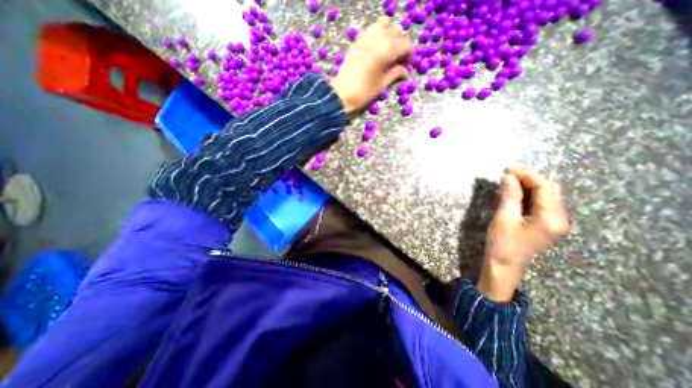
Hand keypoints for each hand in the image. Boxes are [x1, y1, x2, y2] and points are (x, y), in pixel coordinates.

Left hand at [330, 17, 408, 113]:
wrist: (342, 94)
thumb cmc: (364, 92)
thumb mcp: (382, 85)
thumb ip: (395, 74)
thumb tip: (405, 71)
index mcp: (386, 51)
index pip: (405, 44)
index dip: (410, 55)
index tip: (408, 65)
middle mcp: (377, 39)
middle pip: (396, 32)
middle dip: (401, 44)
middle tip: (400, 59)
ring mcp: (365, 38)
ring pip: (384, 24)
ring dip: (390, 34)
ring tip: (389, 50)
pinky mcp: (357, 41)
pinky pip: (371, 29)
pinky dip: (378, 34)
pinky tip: (378, 49)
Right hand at [476, 165, 566, 301]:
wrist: (503, 265)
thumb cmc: (503, 244)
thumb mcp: (504, 218)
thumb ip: (510, 196)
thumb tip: (509, 176)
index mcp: (552, 218)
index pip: (544, 187)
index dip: (527, 175)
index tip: (507, 168)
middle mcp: (558, 218)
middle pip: (548, 189)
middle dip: (528, 178)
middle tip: (506, 173)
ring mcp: (552, 222)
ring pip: (543, 195)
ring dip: (526, 185)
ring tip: (507, 180)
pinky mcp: (543, 224)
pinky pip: (538, 203)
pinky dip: (525, 195)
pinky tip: (512, 192)